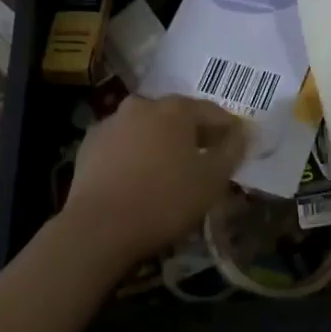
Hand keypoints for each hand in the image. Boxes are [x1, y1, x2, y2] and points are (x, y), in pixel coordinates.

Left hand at [62, 94, 247, 265]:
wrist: (99, 227)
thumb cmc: (164, 200)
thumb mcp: (211, 181)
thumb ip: (231, 151)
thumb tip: (241, 132)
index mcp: (176, 108)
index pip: (212, 111)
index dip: (228, 129)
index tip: (236, 146)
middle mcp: (144, 104)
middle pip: (177, 116)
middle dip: (192, 133)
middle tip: (203, 159)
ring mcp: (112, 121)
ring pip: (147, 127)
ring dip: (160, 141)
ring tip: (167, 170)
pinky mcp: (90, 143)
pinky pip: (122, 143)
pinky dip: (133, 153)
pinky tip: (136, 176)